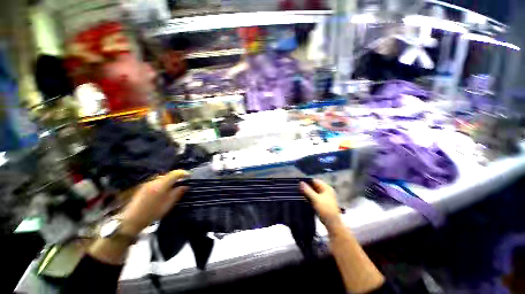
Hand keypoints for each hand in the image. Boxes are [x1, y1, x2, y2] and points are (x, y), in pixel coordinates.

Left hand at [119, 170, 188, 235]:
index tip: (189, 176)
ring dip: (170, 181)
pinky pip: (157, 182)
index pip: (175, 173)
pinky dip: (163, 184)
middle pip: (169, 175)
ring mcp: (147, 183)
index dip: (183, 173)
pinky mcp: (143, 187)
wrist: (130, 220)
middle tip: (182, 184)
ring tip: (173, 188)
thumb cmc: (151, 213)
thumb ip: (177, 193)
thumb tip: (185, 186)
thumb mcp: (168, 205)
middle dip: (177, 178)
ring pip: (162, 178)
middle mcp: (154, 181)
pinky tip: (163, 192)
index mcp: (161, 185)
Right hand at [300, 179, 342, 230]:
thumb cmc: (325, 209)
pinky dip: (311, 197)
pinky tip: (305, 198)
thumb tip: (300, 183)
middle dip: (307, 187)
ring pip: (314, 191)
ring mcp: (325, 197)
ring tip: (300, 193)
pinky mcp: (323, 202)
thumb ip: (307, 190)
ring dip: (308, 192)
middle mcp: (327, 190)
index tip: (299, 183)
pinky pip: (315, 197)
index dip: (307, 181)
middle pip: (315, 186)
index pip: (315, 180)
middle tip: (298, 188)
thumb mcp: (315, 199)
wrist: (332, 223)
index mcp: (326, 188)